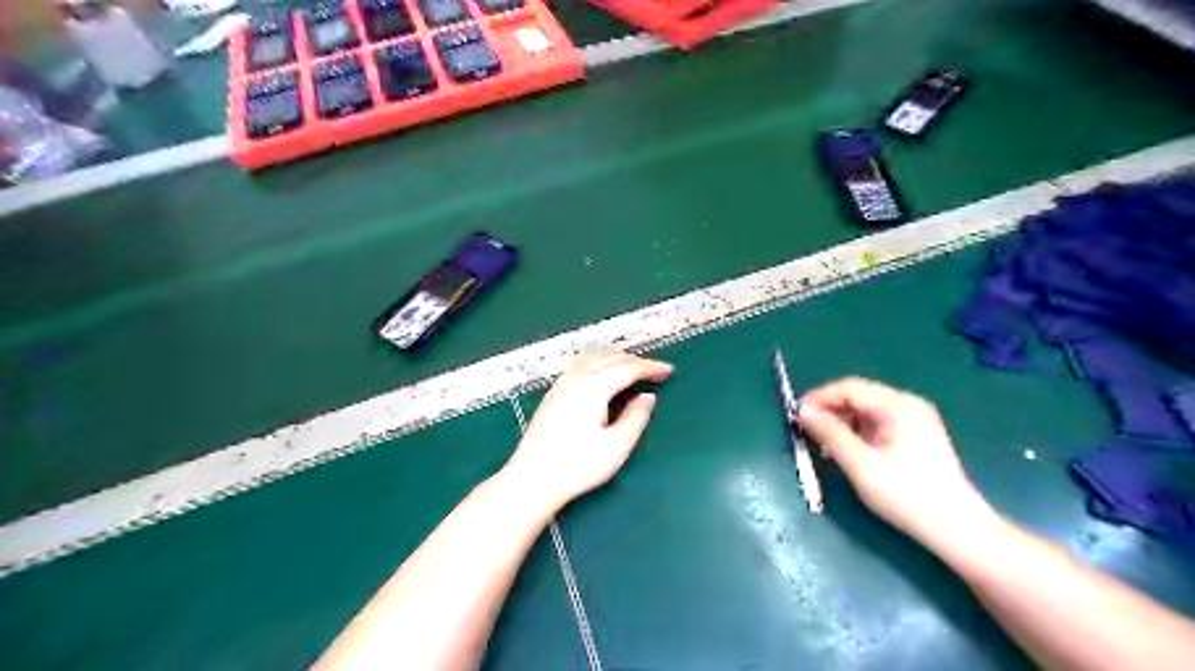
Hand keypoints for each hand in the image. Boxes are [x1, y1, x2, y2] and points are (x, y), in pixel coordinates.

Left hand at [500, 351, 670, 509]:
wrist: (532, 478)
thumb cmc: (578, 466)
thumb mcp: (616, 446)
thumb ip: (636, 418)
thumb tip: (648, 397)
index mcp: (594, 386)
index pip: (628, 368)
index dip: (651, 367)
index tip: (669, 371)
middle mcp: (577, 377)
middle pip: (611, 357)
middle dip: (636, 360)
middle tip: (654, 371)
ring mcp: (562, 383)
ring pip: (593, 356)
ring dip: (616, 357)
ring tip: (632, 368)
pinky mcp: (553, 392)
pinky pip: (581, 364)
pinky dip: (599, 361)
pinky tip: (601, 374)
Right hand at [796, 378, 994, 545]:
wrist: (957, 530)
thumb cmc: (907, 495)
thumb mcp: (861, 465)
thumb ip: (830, 434)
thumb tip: (803, 412)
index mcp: (899, 406)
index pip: (849, 388)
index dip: (819, 398)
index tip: (795, 415)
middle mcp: (907, 405)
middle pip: (858, 396)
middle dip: (829, 410)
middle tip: (805, 431)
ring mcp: (914, 420)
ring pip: (865, 411)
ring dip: (840, 423)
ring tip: (822, 445)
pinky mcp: (914, 436)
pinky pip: (875, 424)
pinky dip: (855, 433)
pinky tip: (845, 451)